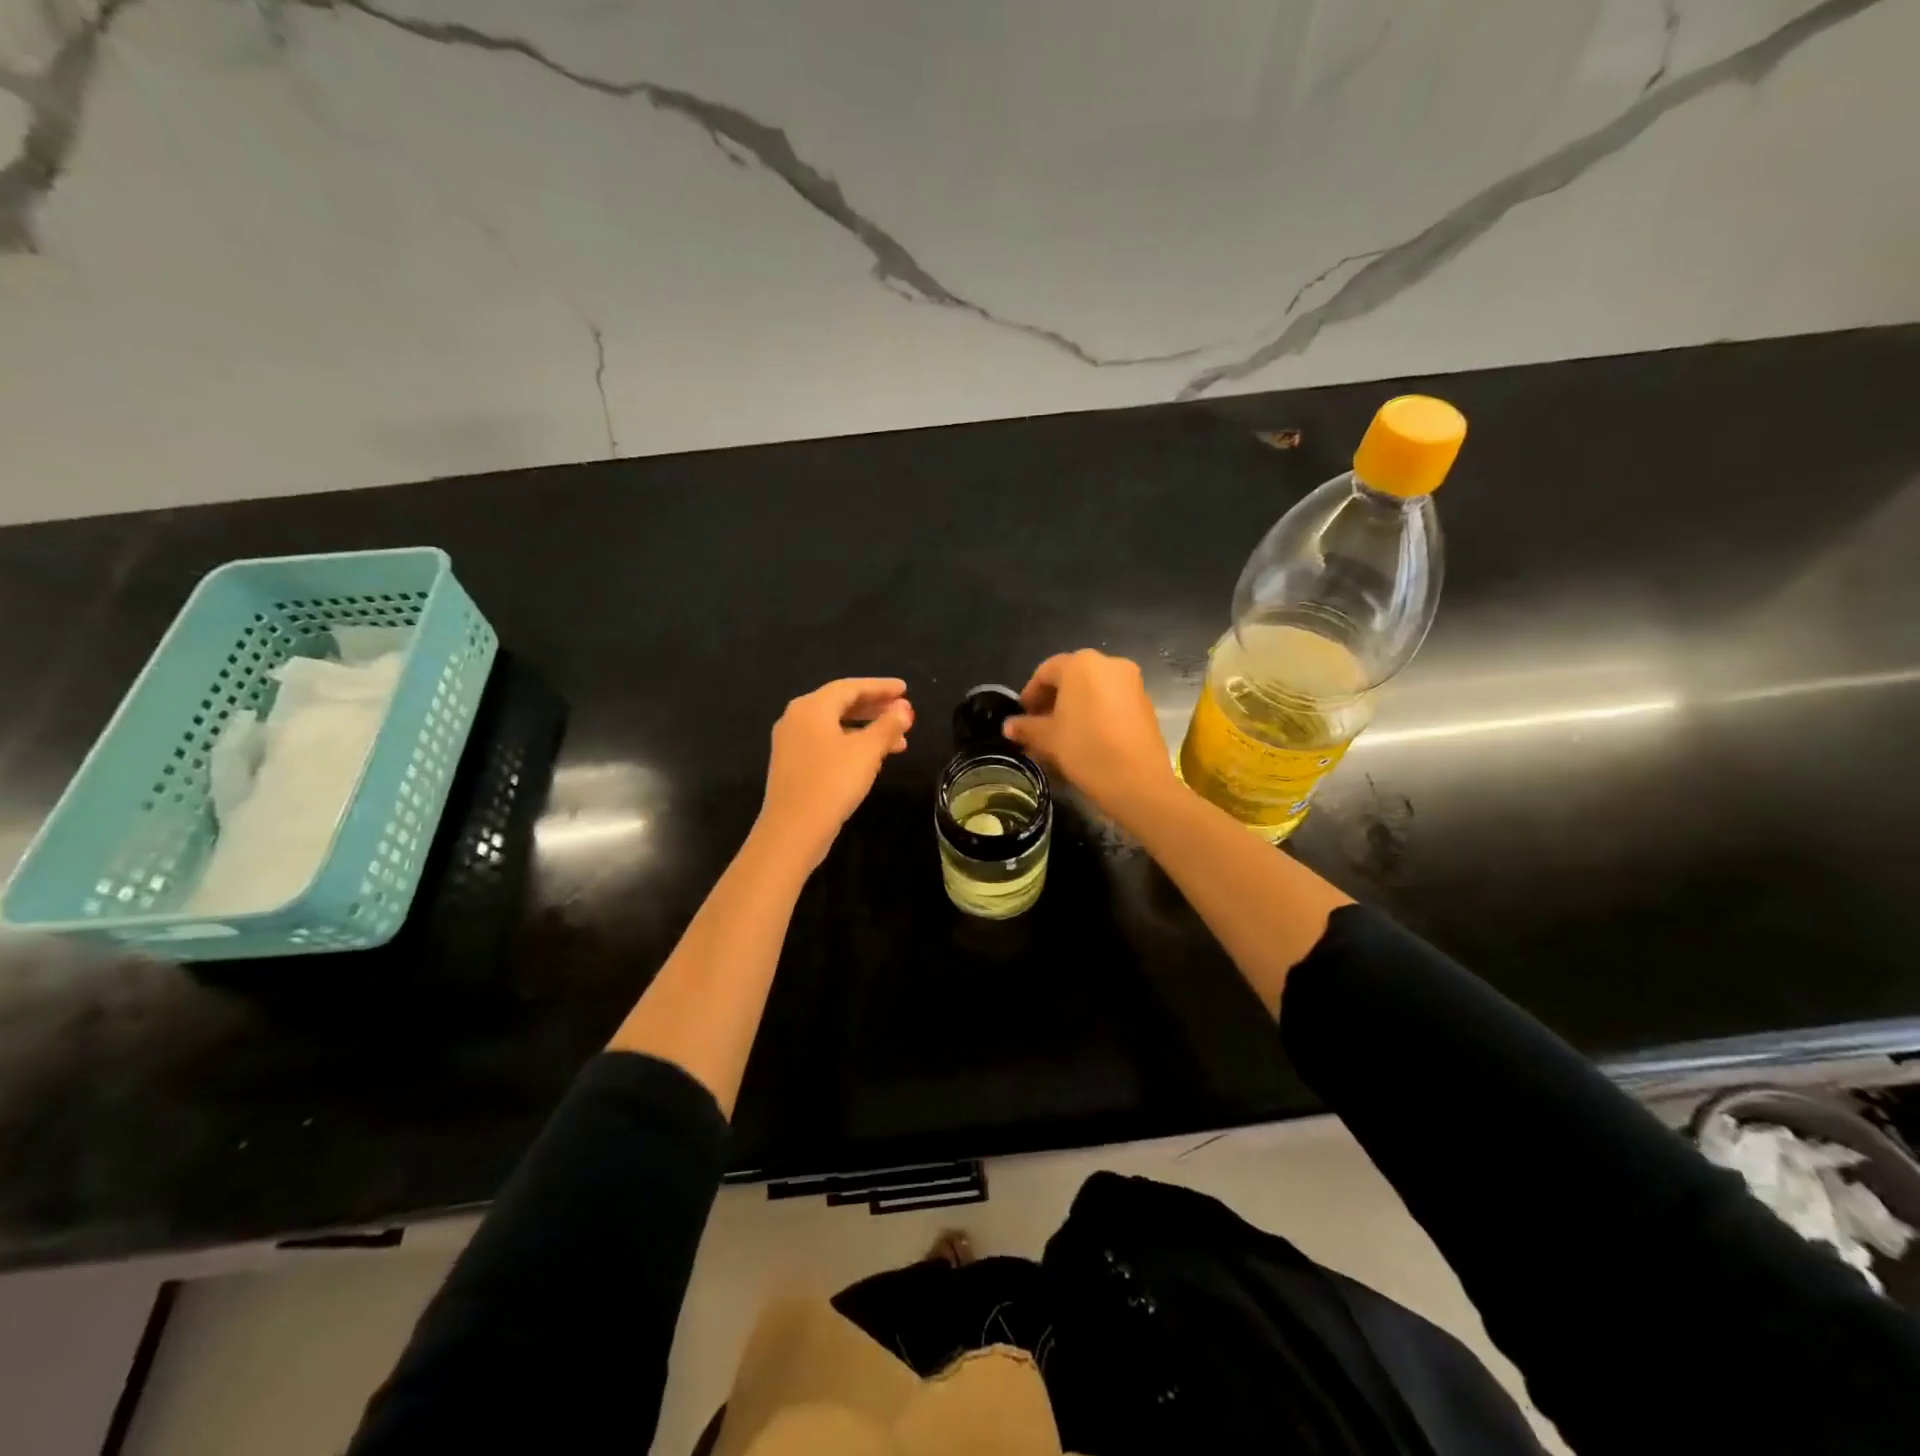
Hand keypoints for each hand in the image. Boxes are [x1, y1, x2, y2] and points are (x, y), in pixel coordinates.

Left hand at [755, 677, 912, 870]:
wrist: (793, 830)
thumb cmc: (832, 782)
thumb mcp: (867, 751)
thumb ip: (888, 725)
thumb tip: (904, 709)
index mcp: (811, 707)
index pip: (851, 687)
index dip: (881, 687)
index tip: (905, 689)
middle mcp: (796, 718)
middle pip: (841, 704)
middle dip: (875, 708)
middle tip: (903, 712)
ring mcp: (791, 742)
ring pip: (836, 726)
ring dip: (868, 730)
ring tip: (899, 742)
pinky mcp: (793, 764)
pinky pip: (827, 743)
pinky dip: (852, 744)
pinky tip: (872, 758)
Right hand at [1002, 650, 1176, 823]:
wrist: (1138, 780)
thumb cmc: (1086, 749)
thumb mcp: (1048, 739)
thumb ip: (1026, 727)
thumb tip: (1008, 726)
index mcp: (1081, 664)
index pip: (1045, 672)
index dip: (1029, 694)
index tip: (1021, 717)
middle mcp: (1109, 664)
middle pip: (1071, 678)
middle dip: (1052, 701)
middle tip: (1038, 727)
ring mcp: (1132, 682)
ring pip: (1092, 690)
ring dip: (1073, 708)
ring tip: (1060, 736)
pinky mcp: (1146, 702)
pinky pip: (1111, 700)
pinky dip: (1095, 713)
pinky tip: (1086, 738)